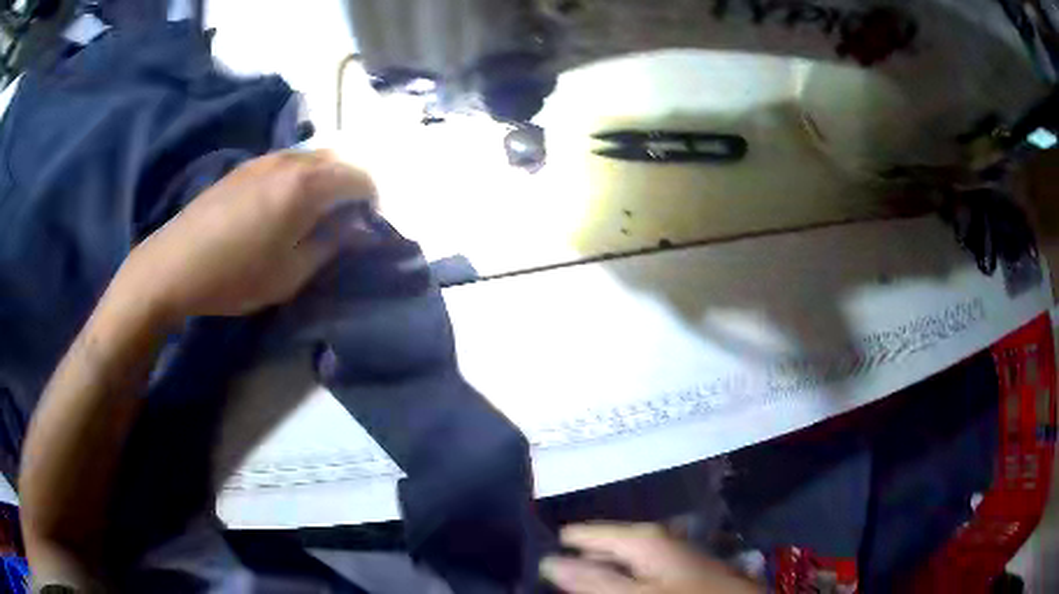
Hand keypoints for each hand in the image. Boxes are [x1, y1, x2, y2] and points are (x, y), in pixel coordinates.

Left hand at [118, 151, 375, 320]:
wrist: (175, 264)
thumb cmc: (236, 275)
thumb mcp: (291, 273)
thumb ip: (331, 244)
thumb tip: (359, 228)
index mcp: (307, 184)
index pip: (361, 178)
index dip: (373, 201)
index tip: (369, 227)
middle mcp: (290, 160)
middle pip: (338, 160)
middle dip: (352, 185)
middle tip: (347, 220)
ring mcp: (264, 159)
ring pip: (311, 157)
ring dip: (325, 179)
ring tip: (317, 214)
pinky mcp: (244, 167)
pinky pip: (287, 162)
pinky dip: (301, 176)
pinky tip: (284, 205)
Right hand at [541, 523, 760, 593]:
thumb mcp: (635, 593)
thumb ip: (592, 580)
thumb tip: (547, 562)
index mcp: (641, 537)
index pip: (582, 534)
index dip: (557, 546)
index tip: (527, 555)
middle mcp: (653, 538)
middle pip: (600, 547)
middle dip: (576, 561)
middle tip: (543, 576)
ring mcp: (666, 553)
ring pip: (618, 561)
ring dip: (597, 573)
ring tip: (572, 584)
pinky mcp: (676, 570)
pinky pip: (636, 572)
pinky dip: (619, 580)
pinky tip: (612, 587)